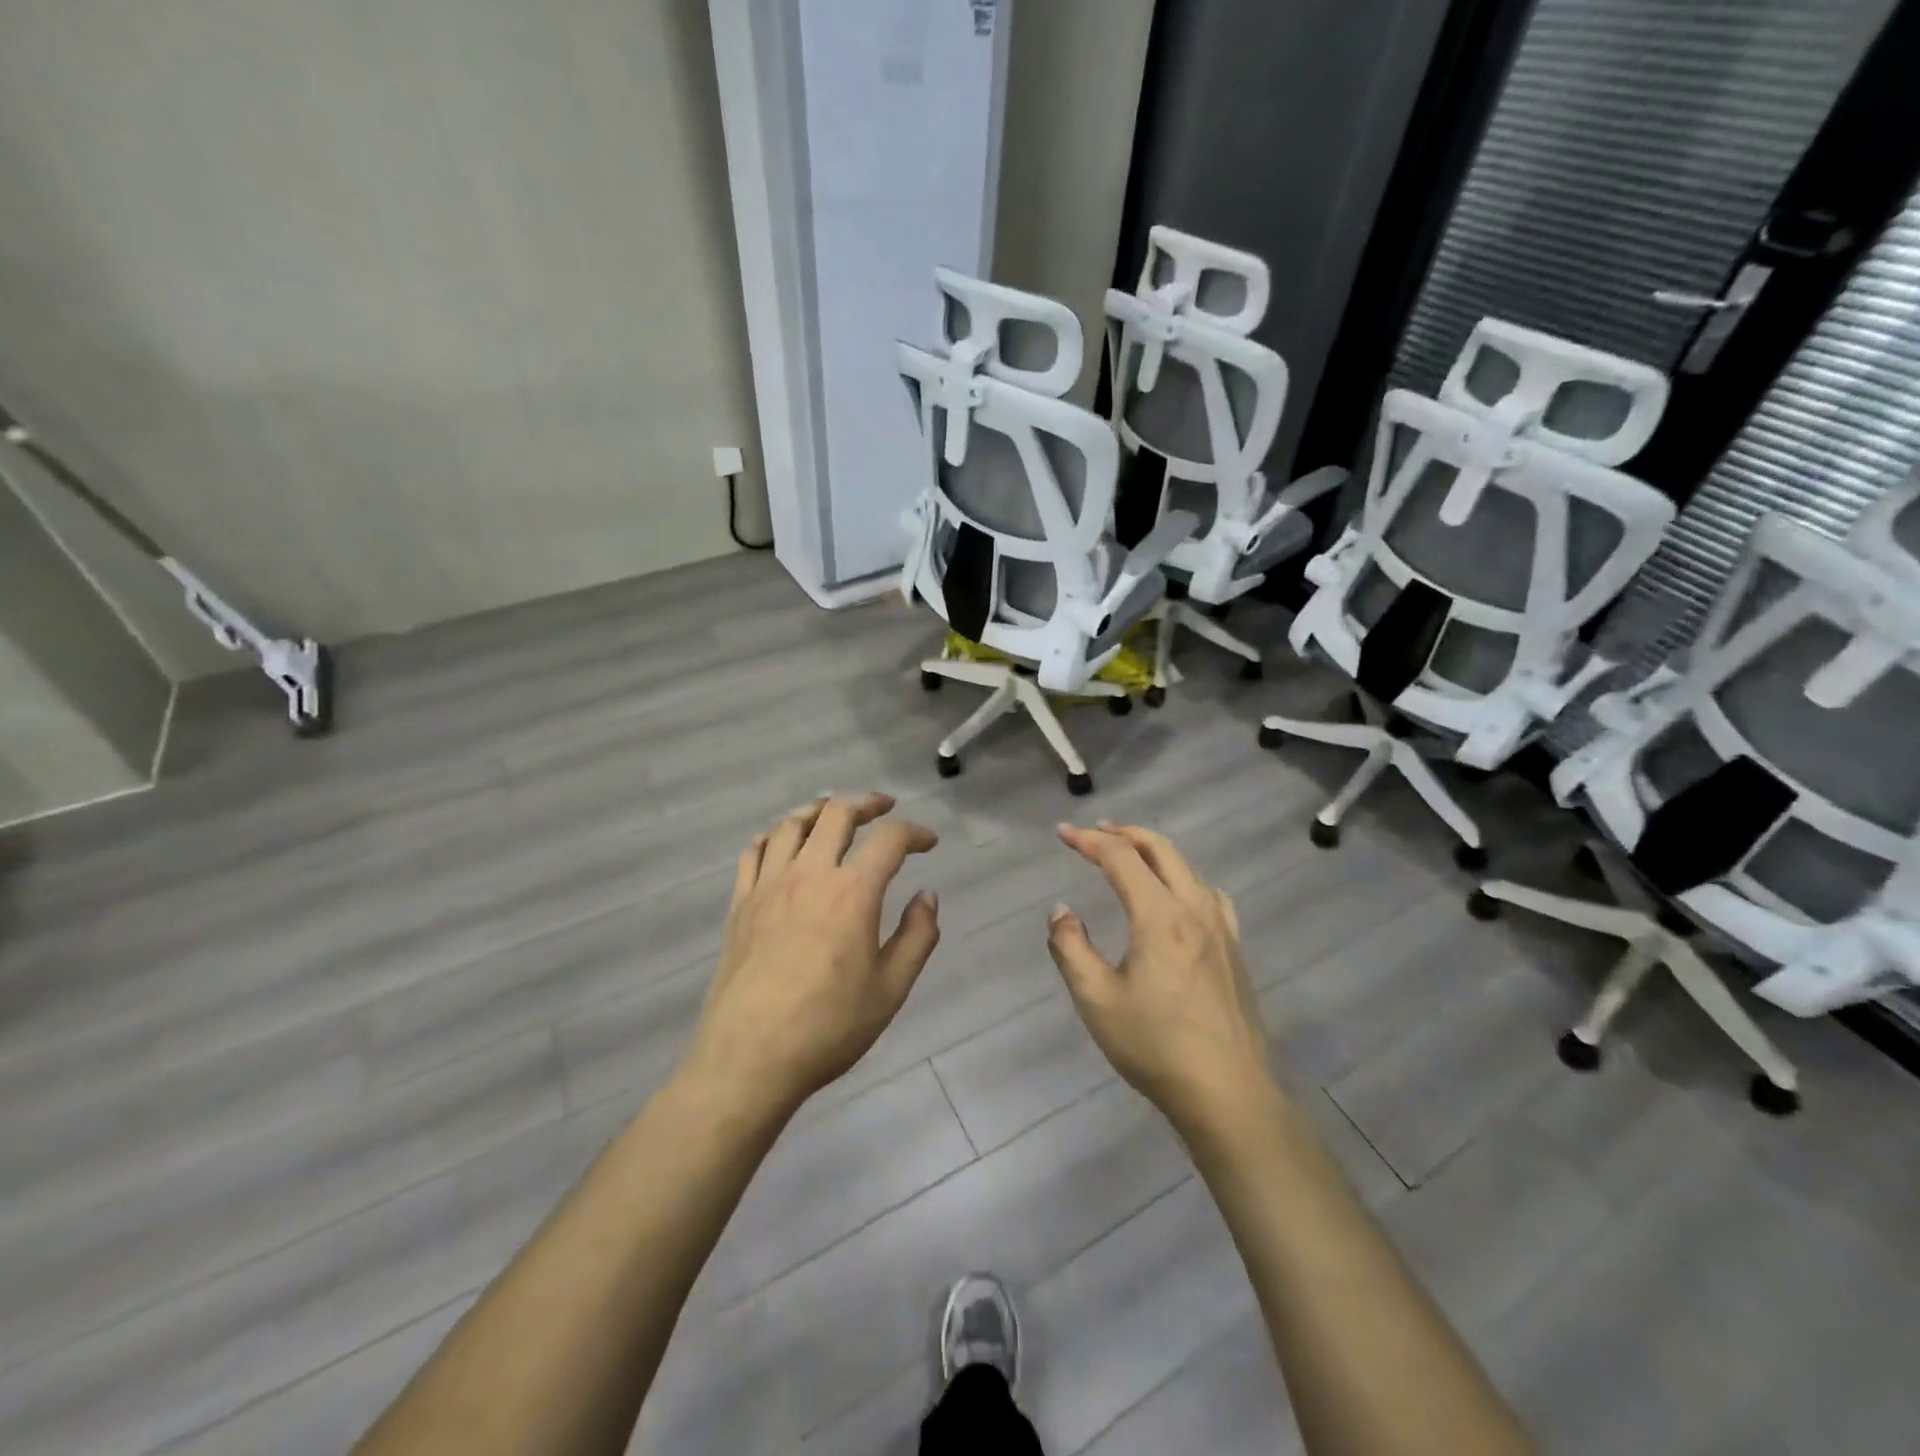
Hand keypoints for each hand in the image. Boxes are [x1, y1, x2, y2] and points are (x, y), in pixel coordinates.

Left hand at [680, 794, 940, 1119]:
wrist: (749, 1058)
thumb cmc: (828, 1027)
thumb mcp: (891, 989)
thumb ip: (917, 936)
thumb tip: (927, 896)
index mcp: (852, 893)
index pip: (889, 840)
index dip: (914, 832)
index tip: (928, 842)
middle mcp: (809, 875)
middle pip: (836, 814)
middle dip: (866, 804)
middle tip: (883, 808)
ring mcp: (768, 886)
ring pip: (791, 825)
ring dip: (818, 811)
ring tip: (833, 814)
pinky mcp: (740, 904)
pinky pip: (753, 852)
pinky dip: (773, 837)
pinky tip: (782, 843)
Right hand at [1047, 823, 1273, 1134]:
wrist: (1228, 1093)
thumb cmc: (1155, 1046)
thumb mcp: (1096, 1000)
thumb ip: (1071, 948)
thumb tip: (1062, 911)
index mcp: (1160, 916)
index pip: (1120, 858)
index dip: (1088, 840)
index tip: (1062, 833)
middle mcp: (1195, 909)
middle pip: (1160, 849)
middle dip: (1123, 833)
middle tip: (1094, 832)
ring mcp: (1221, 927)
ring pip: (1187, 867)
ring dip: (1154, 850)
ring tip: (1129, 854)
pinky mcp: (1234, 948)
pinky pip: (1208, 892)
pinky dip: (1182, 876)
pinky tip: (1177, 896)